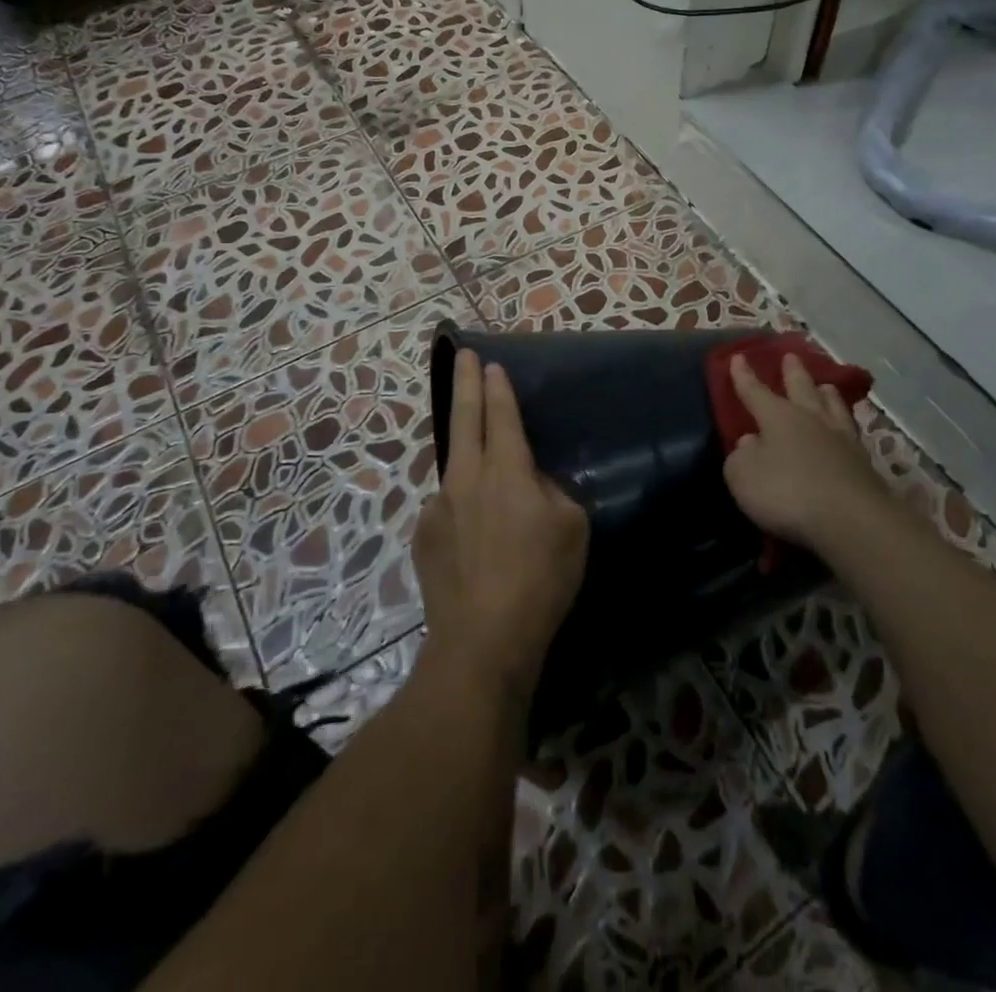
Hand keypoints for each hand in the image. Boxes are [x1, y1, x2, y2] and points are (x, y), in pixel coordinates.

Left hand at [414, 349, 589, 705]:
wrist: (482, 640)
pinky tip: (475, 535)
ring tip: (481, 464)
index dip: (496, 387)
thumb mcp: (571, 527)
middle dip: (464, 382)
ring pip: (454, 464)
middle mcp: (466, 477)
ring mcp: (439, 506)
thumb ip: (551, 491)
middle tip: (462, 355)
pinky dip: (462, 506)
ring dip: (465, 449)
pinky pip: (447, 506)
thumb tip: (530, 480)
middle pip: (463, 418)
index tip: (489, 363)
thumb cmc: (540, 579)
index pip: (500, 415)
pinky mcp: (424, 536)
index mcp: (506, 470)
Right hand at [721, 353, 892, 554]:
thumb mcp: (743, 476)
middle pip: (801, 388)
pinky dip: (844, 423)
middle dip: (793, 372)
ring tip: (825, 386)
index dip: (744, 376)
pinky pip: (850, 432)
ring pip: (832, 406)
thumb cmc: (786, 492)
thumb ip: (740, 457)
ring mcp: (841, 439)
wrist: (850, 519)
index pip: (755, 391)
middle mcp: (810, 419)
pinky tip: (846, 428)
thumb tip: (750, 442)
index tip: (738, 356)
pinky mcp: (863, 463)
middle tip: (791, 356)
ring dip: (826, 394)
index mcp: (777, 417)